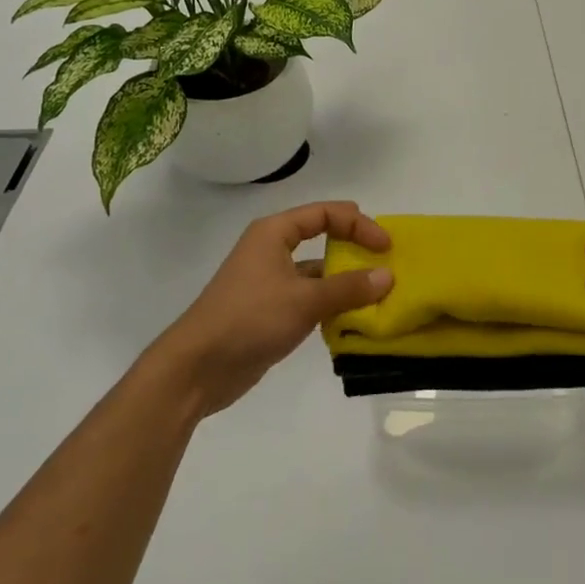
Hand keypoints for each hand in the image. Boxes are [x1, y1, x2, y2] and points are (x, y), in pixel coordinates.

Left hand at [141, 202, 392, 418]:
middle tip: (386, 265)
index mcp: (274, 233)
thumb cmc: (249, 319)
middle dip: (355, 250)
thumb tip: (388, 276)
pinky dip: (332, 305)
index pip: (325, 214)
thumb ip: (349, 288)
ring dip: (345, 282)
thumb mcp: (304, 300)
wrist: (196, 369)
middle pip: (322, 238)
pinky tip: (353, 320)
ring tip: (378, 296)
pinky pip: (309, 299)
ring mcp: (270, 283)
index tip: (385, 245)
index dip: (358, 224)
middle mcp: (271, 251)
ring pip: (317, 273)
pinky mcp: (270, 312)